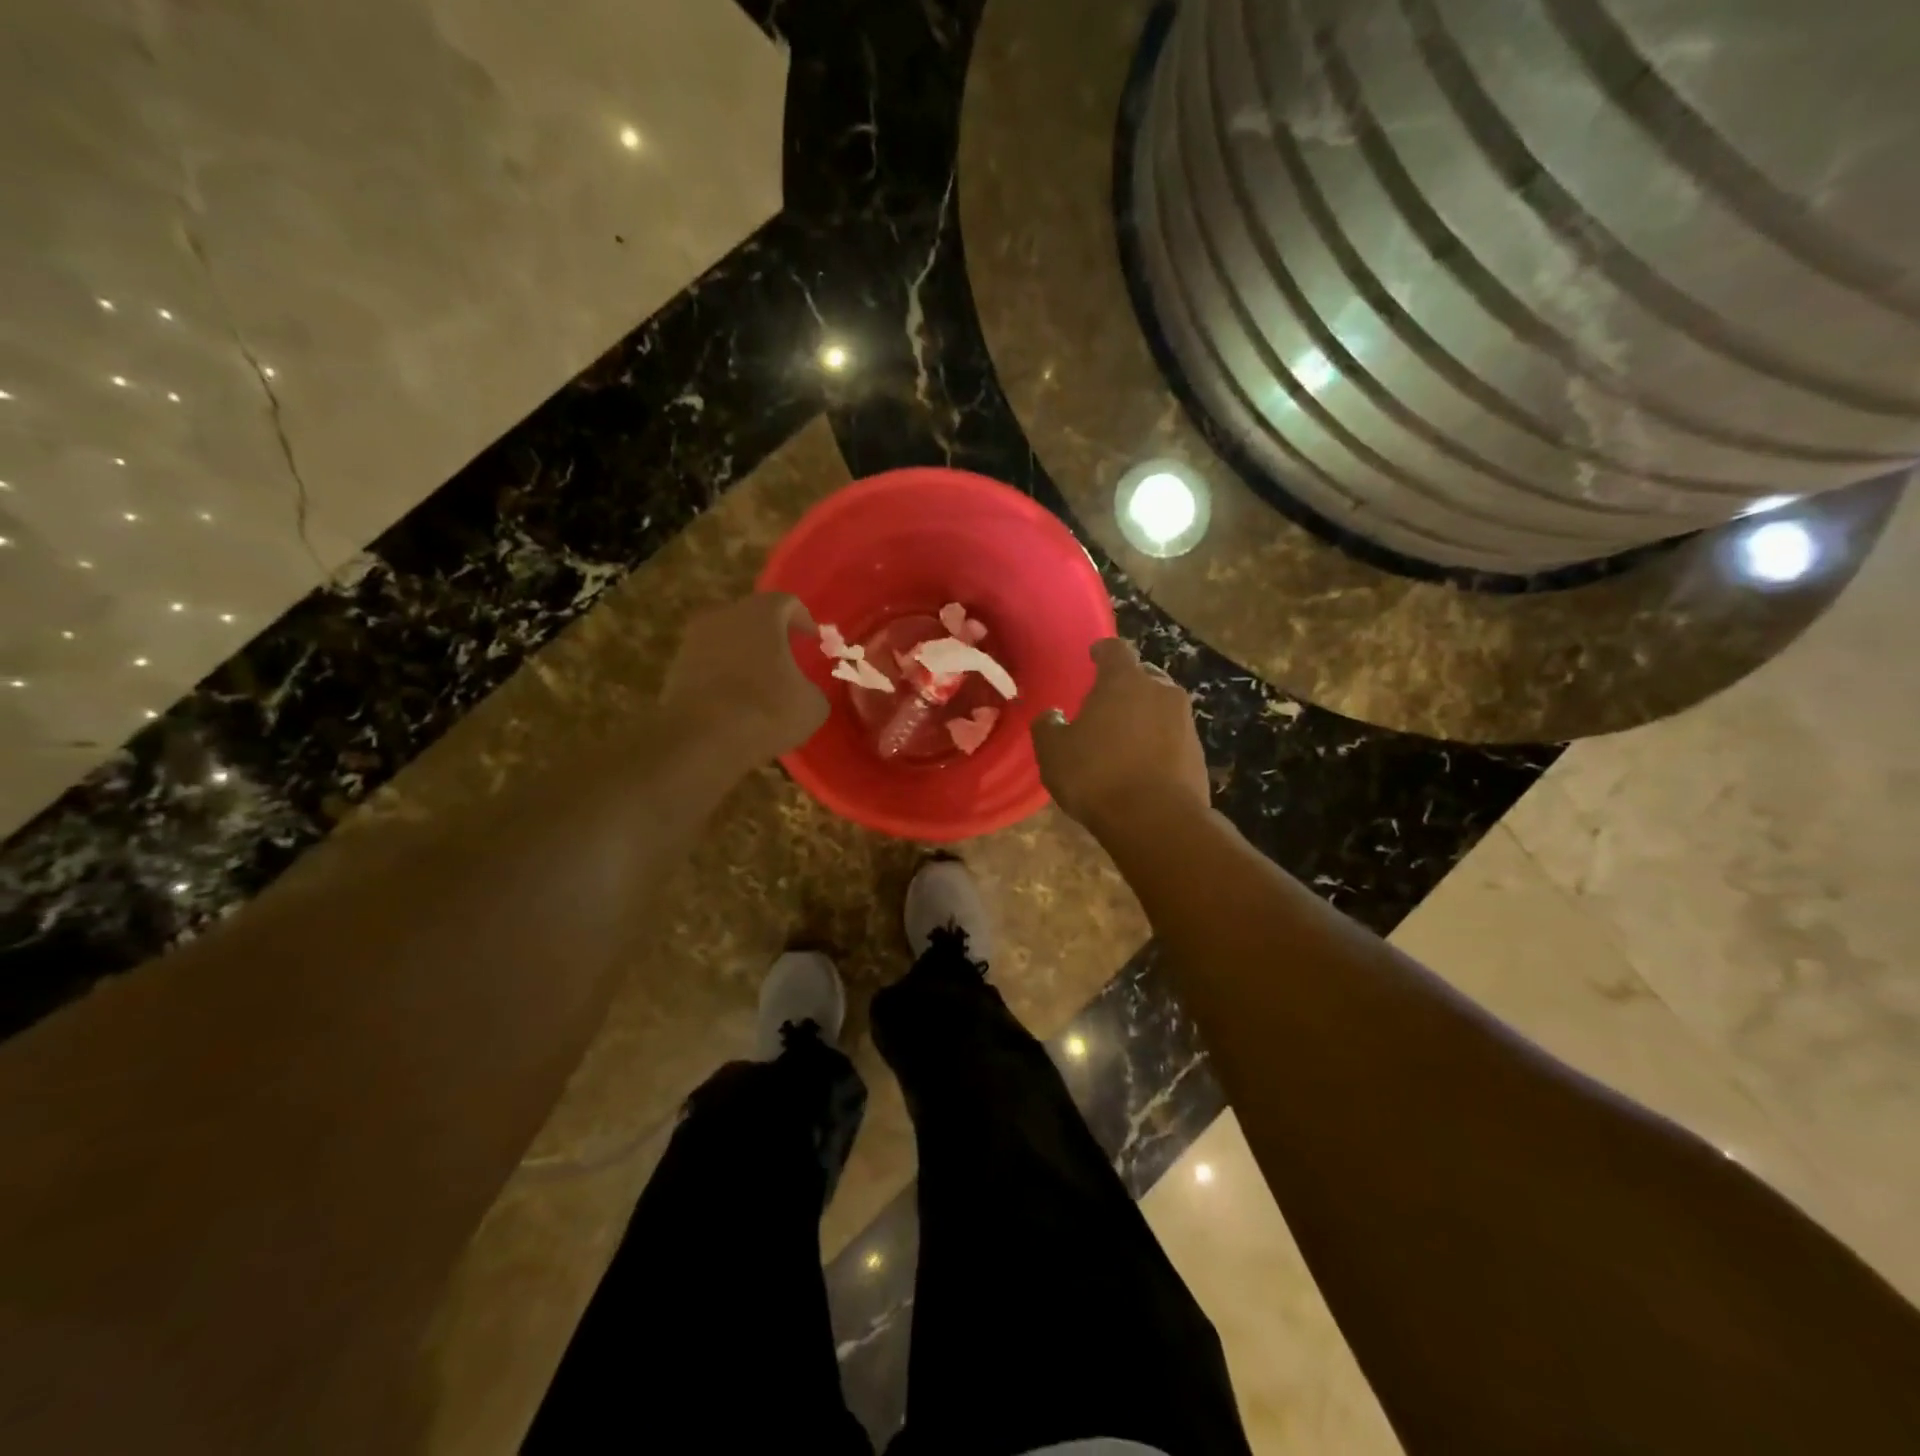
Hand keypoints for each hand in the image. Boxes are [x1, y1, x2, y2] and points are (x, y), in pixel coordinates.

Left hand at [660, 594, 827, 765]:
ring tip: (760, 682)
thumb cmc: (766, 710)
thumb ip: (812, 688)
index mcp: (761, 614)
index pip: (787, 603)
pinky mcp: (675, 668)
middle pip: (752, 617)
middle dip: (771, 635)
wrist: (701, 739)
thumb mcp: (812, 705)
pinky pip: (708, 664)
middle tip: (787, 658)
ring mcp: (694, 640)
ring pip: (727, 639)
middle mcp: (724, 615)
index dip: (803, 620)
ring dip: (744, 655)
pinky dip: (723, 675)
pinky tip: (735, 701)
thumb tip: (805, 692)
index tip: (812, 640)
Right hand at [1032, 638, 1209, 834]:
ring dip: (1144, 716)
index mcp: (1124, 681)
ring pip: (1161, 707)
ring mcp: (1185, 722)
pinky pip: (1173, 737)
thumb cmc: (1097, 775)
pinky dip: (1158, 743)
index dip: (1103, 651)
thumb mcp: (1053, 752)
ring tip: (1124, 737)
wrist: (1156, 820)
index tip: (1094, 656)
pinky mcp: (1198, 754)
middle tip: (1106, 703)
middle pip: (1144, 676)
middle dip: (1127, 685)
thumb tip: (1051, 715)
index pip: (1115, 649)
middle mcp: (1161, 691)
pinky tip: (1142, 764)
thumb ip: (1048, 726)